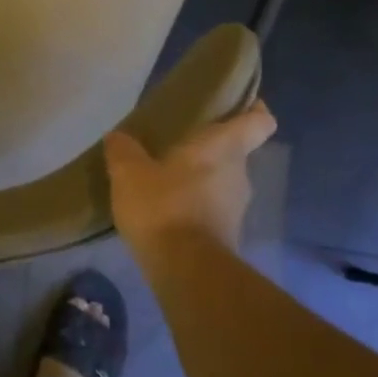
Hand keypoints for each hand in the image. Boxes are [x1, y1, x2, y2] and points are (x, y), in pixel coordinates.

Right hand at [105, 100, 278, 256]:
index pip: (259, 121)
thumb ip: (123, 149)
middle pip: (235, 150)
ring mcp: (236, 206)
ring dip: (200, 177)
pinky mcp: (227, 233)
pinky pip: (212, 207)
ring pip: (222, 180)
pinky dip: (194, 203)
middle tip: (176, 141)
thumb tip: (118, 136)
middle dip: (210, 146)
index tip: (236, 104)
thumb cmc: (163, 207)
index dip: (253, 109)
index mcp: (223, 147)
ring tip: (164, 176)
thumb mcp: (129, 172)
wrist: (186, 272)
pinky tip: (164, 208)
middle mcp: (239, 173)